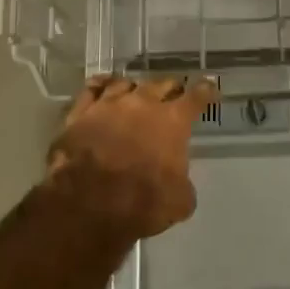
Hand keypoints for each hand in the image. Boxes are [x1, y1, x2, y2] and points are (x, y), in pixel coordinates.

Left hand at [47, 75, 217, 238]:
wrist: (87, 205)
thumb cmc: (142, 202)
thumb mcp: (179, 201)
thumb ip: (183, 183)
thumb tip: (178, 184)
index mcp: (173, 120)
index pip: (197, 95)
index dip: (206, 90)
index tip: (209, 87)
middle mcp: (143, 104)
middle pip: (161, 84)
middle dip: (170, 89)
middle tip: (173, 96)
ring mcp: (108, 105)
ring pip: (125, 83)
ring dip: (135, 88)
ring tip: (136, 93)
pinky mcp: (79, 114)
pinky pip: (91, 89)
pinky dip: (100, 85)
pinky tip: (102, 86)